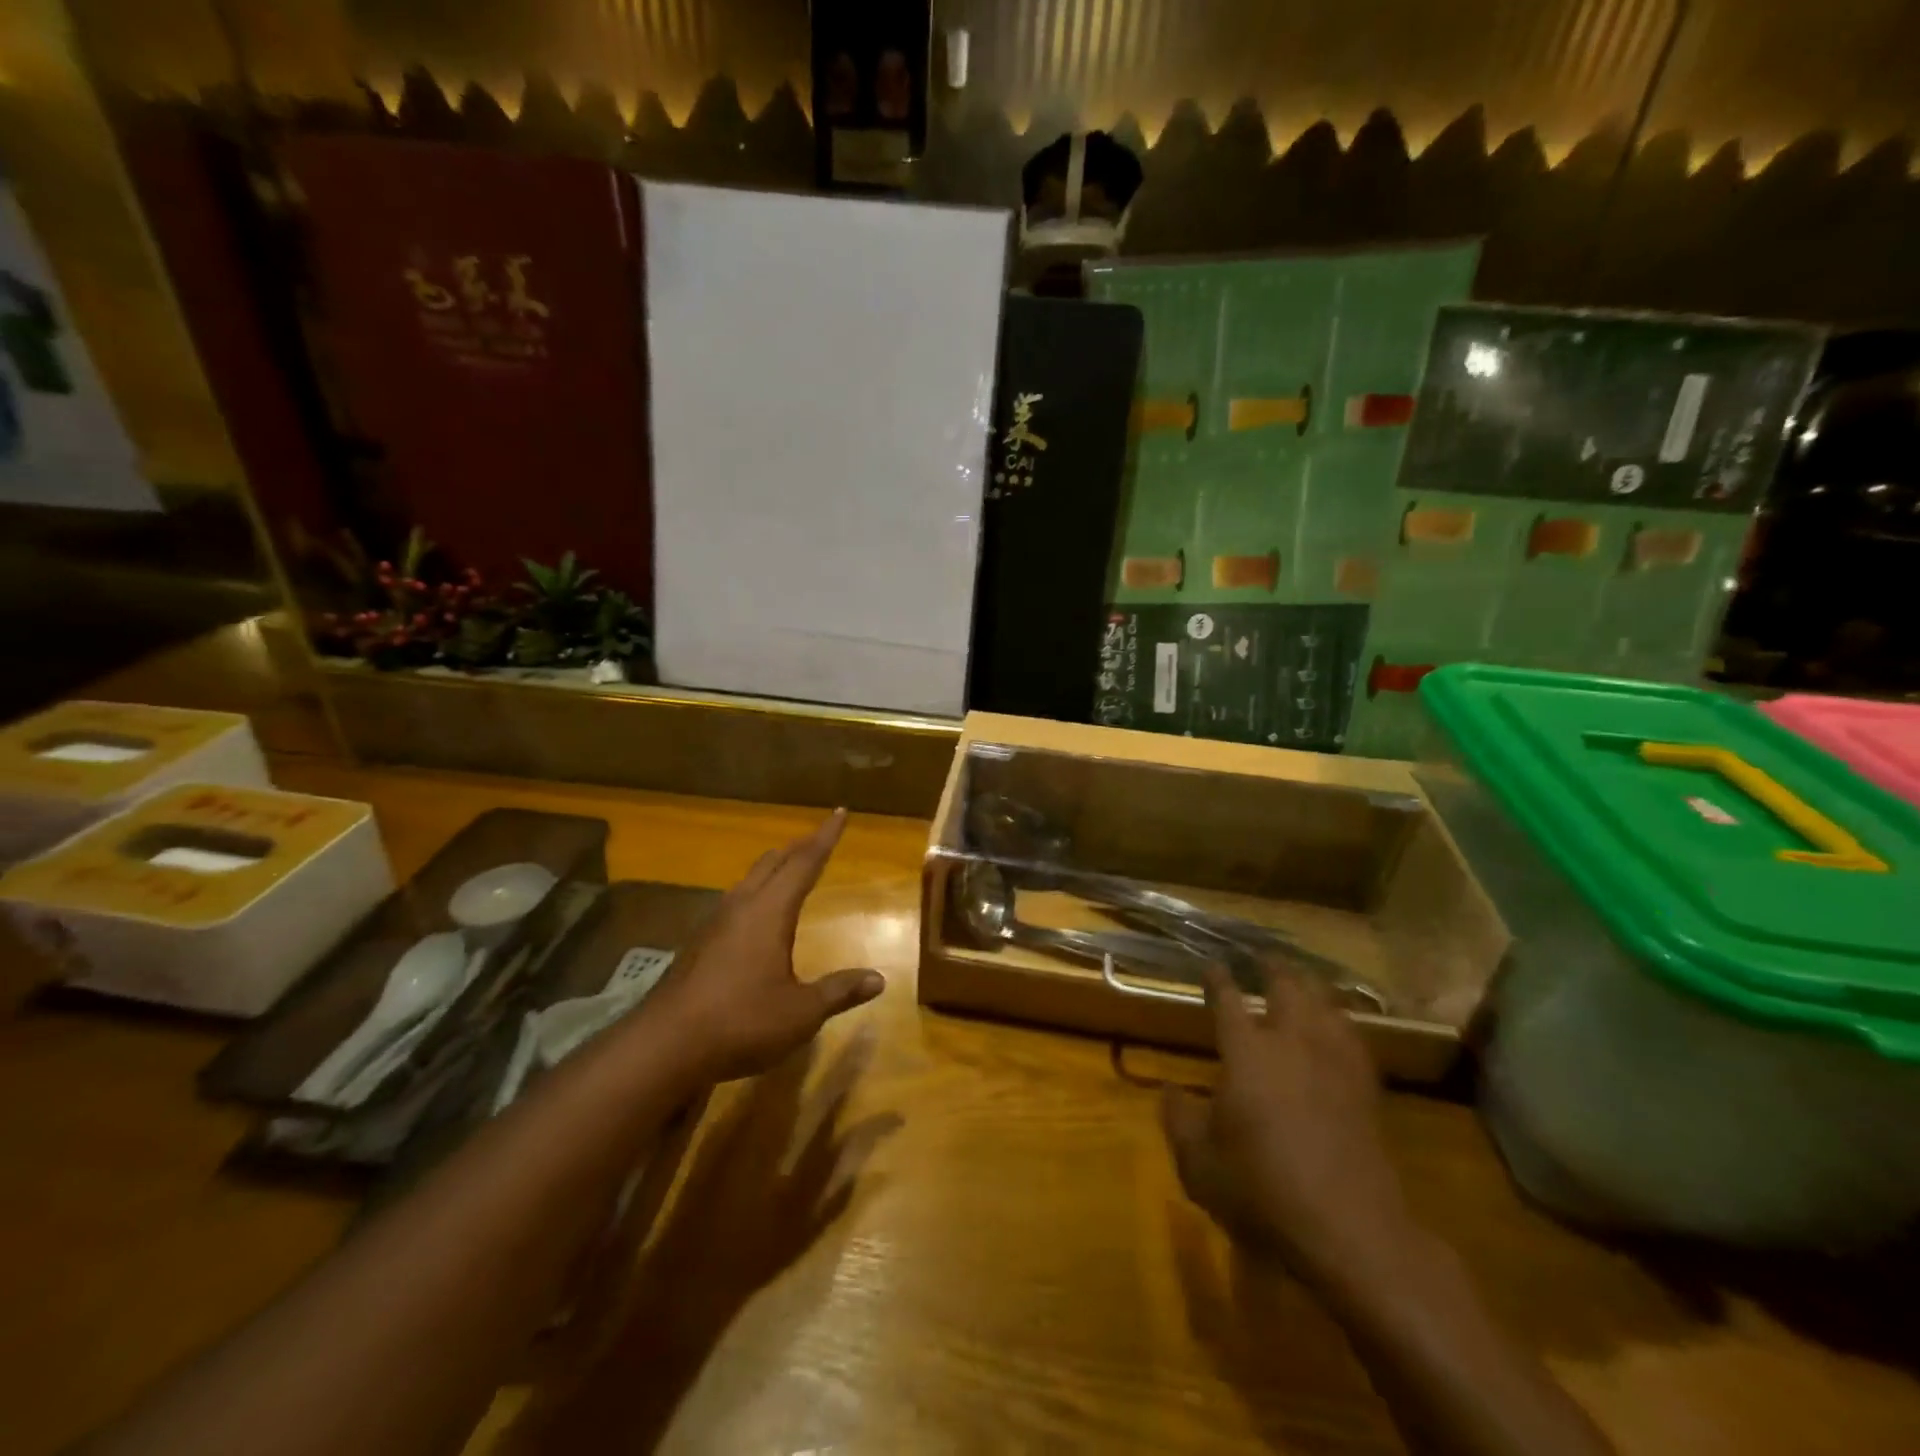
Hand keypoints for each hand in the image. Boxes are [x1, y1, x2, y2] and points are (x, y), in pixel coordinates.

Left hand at [647, 810, 884, 1081]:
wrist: (665, 1046)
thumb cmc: (742, 1021)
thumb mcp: (801, 1012)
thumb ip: (839, 991)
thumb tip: (878, 979)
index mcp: (770, 911)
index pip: (805, 863)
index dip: (826, 837)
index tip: (840, 812)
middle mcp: (741, 907)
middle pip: (773, 863)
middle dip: (799, 847)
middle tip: (818, 836)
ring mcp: (714, 924)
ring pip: (749, 880)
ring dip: (773, 868)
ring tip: (788, 867)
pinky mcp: (698, 945)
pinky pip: (733, 902)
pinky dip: (755, 893)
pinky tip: (754, 915)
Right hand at [1162, 964, 1410, 1285]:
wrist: (1350, 1229)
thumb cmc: (1262, 1190)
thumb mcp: (1199, 1162)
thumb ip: (1179, 1120)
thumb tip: (1168, 1090)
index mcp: (1247, 1051)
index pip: (1227, 1000)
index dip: (1217, 979)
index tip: (1212, 964)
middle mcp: (1291, 1043)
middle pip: (1286, 987)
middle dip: (1272, 967)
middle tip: (1262, 957)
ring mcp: (1334, 1062)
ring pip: (1325, 1004)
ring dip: (1310, 986)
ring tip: (1302, 979)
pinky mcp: (1365, 1089)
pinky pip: (1353, 1037)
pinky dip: (1341, 1020)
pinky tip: (1339, 1026)